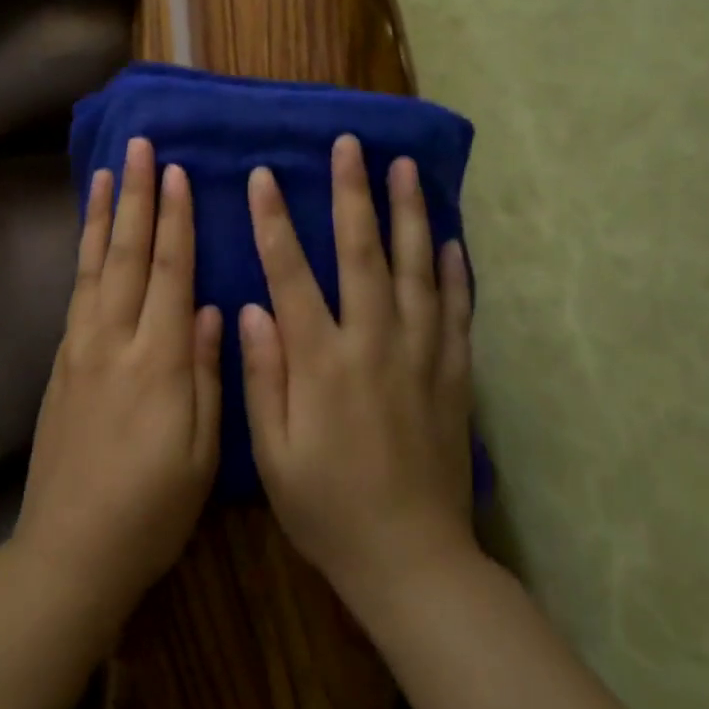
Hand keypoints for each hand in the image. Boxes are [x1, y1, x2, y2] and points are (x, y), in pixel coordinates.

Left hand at [13, 137, 222, 626]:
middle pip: (127, 255)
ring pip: (93, 266)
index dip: (175, 220)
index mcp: (158, 362)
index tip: (176, 172)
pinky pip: (75, 292)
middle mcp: (114, 342)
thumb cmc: (151, 508)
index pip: (170, 272)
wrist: (69, 549)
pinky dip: (82, 254)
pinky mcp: (61, 362)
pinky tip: (88, 237)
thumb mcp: (202, 453)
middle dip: (135, 197)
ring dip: (101, 215)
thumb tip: (208, 307)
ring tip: (105, 172)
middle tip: (139, 148)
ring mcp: (80, 349)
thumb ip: (205, 373)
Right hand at [240, 135, 475, 606]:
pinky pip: (457, 312)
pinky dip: (455, 272)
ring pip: (417, 270)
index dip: (275, 222)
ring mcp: (421, 357)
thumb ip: (263, 376)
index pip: (291, 275)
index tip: (264, 175)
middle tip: (351, 145)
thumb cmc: (328, 509)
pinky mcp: (454, 376)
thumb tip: (251, 309)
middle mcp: (374, 345)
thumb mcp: (274, 454)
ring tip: (405, 168)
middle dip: (354, 194)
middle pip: (363, 254)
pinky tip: (451, 239)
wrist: (413, 562)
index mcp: (322, 363)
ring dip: (410, 214)